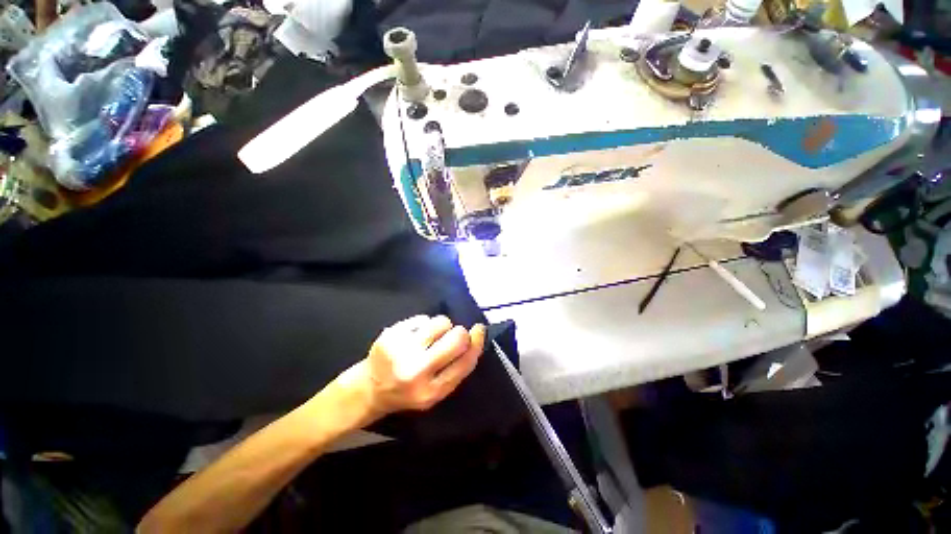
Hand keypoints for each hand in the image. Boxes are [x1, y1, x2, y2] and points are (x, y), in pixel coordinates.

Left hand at [356, 315, 485, 417]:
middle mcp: (417, 371)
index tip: (479, 330)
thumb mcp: (436, 390)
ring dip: (441, 326)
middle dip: (459, 333)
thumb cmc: (409, 389)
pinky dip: (423, 325)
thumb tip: (476, 335)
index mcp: (432, 391)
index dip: (477, 342)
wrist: (370, 388)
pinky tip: (413, 336)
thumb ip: (457, 368)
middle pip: (456, 338)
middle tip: (451, 336)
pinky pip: (422, 318)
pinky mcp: (391, 335)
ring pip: (441, 322)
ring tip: (430, 336)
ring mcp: (402, 351)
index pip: (465, 361)